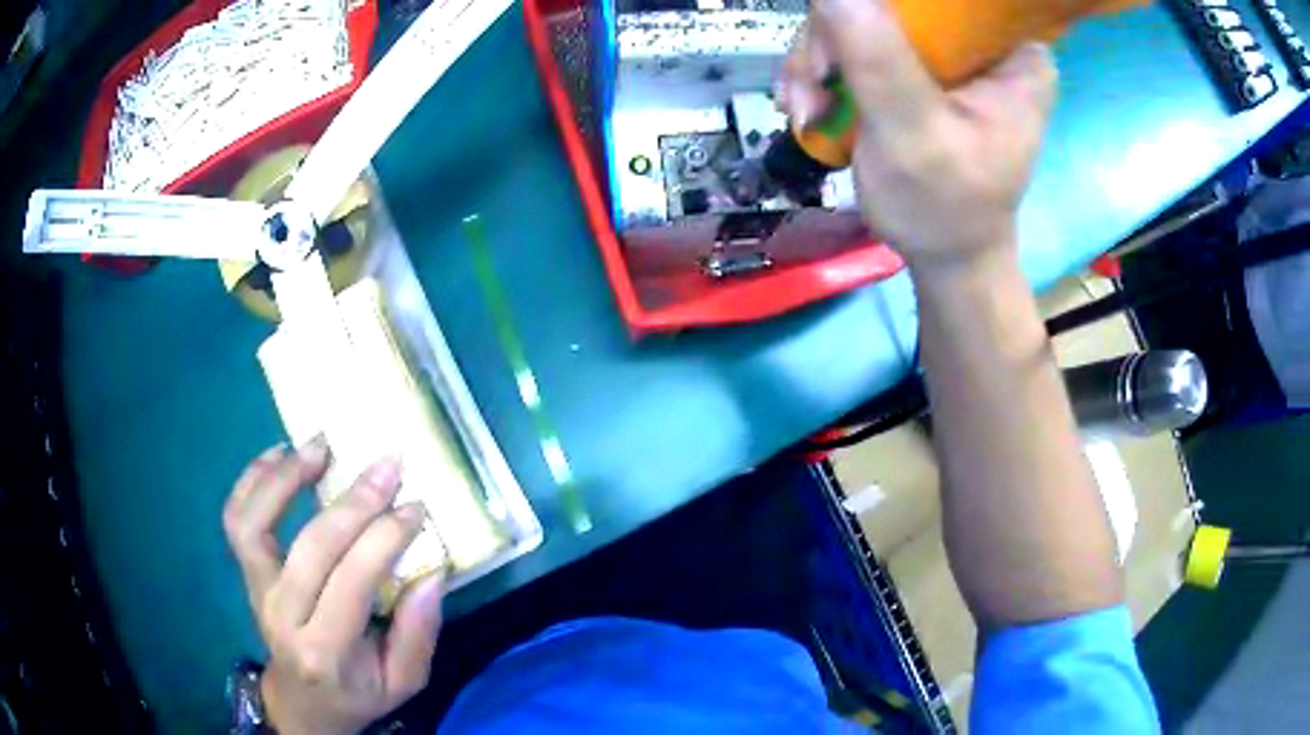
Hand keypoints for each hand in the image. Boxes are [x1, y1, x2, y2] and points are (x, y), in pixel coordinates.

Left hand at [223, 439, 443, 734]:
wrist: (303, 702)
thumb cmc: (357, 693)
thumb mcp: (403, 682)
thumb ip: (419, 633)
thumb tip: (431, 571)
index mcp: (326, 650)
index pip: (351, 582)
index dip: (384, 539)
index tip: (415, 507)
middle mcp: (282, 616)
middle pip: (311, 547)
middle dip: (353, 502)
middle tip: (387, 466)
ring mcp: (257, 591)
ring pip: (254, 523)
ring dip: (286, 478)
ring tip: (321, 445)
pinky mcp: (247, 573)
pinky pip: (237, 519)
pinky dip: (252, 481)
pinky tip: (280, 453)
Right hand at [777, 0, 1056, 269]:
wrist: (942, 255)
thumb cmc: (946, 209)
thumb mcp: (915, 134)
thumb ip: (877, 56)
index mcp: (1013, 52)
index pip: (948, 0)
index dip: (888, 4)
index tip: (847, 36)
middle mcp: (982, 41)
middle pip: (894, 3)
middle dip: (838, 37)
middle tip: (816, 83)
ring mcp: (944, 51)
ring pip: (862, 16)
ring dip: (819, 59)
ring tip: (807, 108)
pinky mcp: (915, 64)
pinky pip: (853, 40)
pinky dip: (822, 71)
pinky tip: (811, 107)